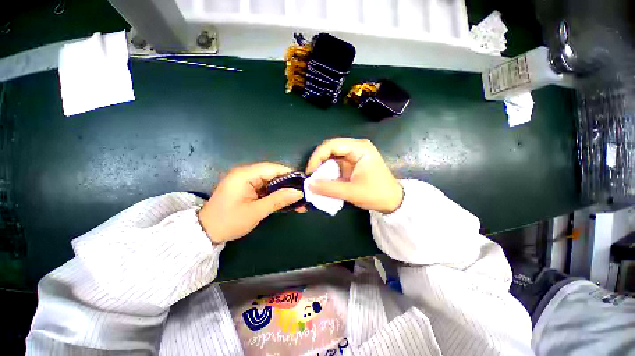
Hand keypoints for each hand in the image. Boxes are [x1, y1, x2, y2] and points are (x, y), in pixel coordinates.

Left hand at [199, 163, 303, 243]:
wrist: (206, 232)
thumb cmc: (229, 221)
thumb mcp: (256, 211)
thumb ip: (278, 200)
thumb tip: (299, 193)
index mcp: (245, 175)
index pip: (273, 168)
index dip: (290, 174)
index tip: (304, 183)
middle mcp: (246, 173)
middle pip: (273, 174)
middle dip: (289, 185)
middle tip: (303, 194)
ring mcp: (247, 181)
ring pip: (272, 182)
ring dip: (284, 192)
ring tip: (299, 201)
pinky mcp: (248, 189)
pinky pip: (266, 189)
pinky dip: (276, 195)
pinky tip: (287, 203)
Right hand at [306, 138, 403, 213]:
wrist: (392, 201)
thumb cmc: (376, 194)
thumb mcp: (352, 192)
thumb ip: (329, 188)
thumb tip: (309, 185)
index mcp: (359, 148)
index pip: (332, 145)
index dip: (317, 156)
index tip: (310, 172)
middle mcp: (356, 148)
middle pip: (330, 149)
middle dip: (318, 162)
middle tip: (311, 176)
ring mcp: (354, 155)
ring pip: (331, 157)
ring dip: (322, 168)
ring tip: (316, 179)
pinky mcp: (352, 164)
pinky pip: (335, 164)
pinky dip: (328, 172)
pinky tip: (324, 180)